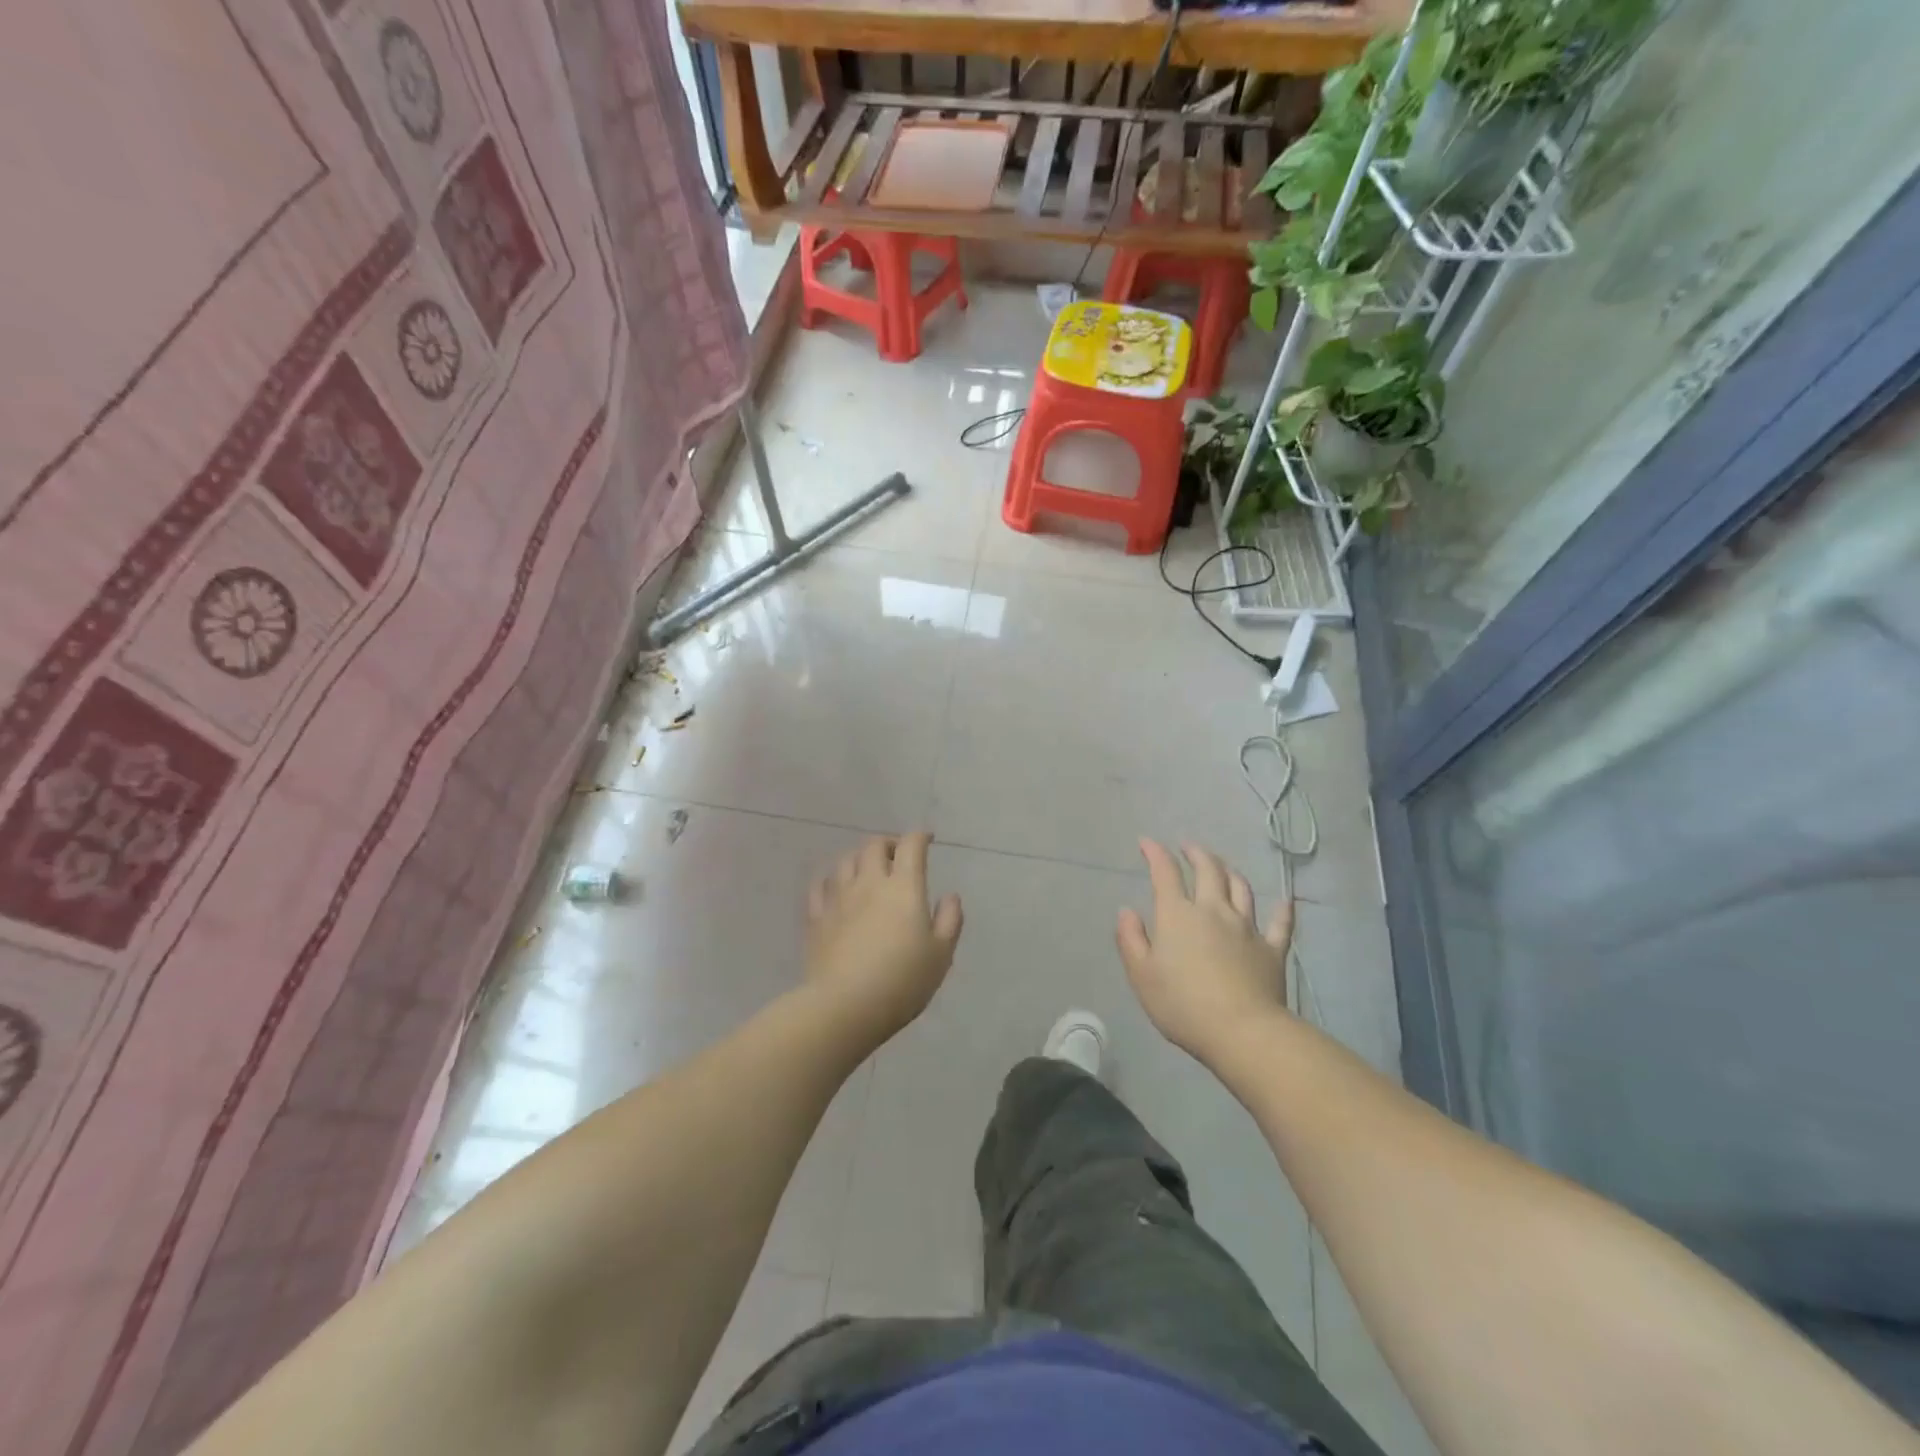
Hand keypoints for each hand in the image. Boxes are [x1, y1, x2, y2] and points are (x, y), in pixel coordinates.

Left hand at [804, 832, 962, 1044]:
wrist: (845, 1006)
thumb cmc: (902, 981)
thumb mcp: (941, 955)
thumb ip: (949, 920)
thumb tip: (950, 896)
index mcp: (904, 887)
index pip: (911, 846)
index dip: (920, 836)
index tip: (927, 839)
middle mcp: (869, 883)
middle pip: (874, 846)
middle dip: (889, 843)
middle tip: (898, 856)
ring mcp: (838, 898)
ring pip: (846, 861)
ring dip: (860, 858)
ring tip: (868, 870)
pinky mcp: (816, 917)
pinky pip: (820, 886)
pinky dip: (831, 880)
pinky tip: (836, 889)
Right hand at [1116, 838, 1293, 1063]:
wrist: (1242, 1032)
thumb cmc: (1182, 1004)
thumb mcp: (1141, 975)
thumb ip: (1131, 939)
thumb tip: (1127, 911)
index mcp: (1178, 915)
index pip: (1165, 874)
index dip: (1155, 853)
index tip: (1147, 842)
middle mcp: (1214, 911)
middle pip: (1208, 871)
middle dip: (1196, 854)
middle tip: (1188, 846)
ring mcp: (1247, 928)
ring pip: (1241, 889)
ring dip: (1229, 872)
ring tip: (1222, 867)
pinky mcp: (1272, 950)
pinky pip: (1280, 924)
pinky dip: (1282, 910)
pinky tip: (1285, 901)